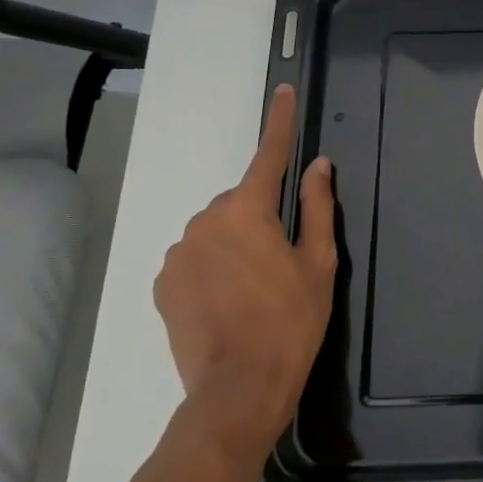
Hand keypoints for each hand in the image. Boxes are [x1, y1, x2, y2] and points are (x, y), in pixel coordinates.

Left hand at [154, 84, 336, 461]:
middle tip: (282, 261)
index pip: (269, 155)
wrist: (237, 390)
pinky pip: (195, 257)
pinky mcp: (163, 283)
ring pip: (217, 230)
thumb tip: (318, 166)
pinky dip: (213, 266)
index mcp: (248, 211)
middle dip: (261, 217)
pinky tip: (228, 302)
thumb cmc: (291, 322)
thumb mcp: (318, 264)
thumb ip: (318, 208)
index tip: (284, 91)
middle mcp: (206, 221)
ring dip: (236, 244)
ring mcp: (179, 253)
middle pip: (242, 202)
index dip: (281, 122)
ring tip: (254, 290)